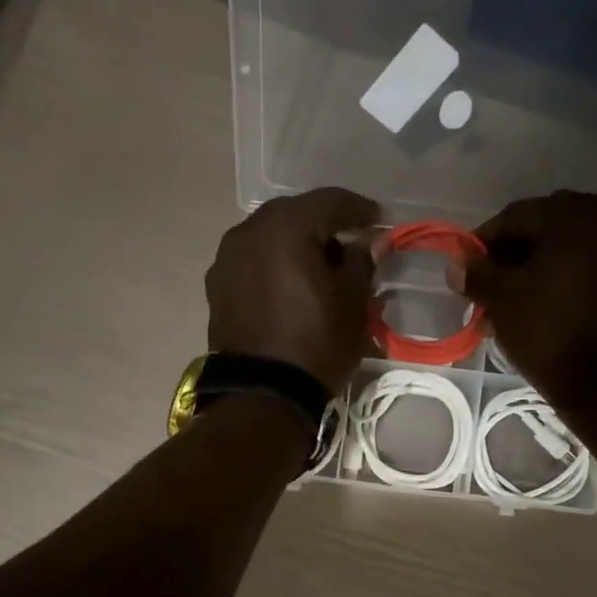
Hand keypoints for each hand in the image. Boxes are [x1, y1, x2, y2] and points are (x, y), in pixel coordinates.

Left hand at [206, 187, 380, 395]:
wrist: (262, 394)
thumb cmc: (316, 344)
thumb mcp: (352, 304)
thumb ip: (362, 263)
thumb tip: (372, 242)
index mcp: (286, 226)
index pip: (331, 202)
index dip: (360, 210)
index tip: (378, 221)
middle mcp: (249, 231)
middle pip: (295, 214)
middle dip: (324, 226)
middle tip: (349, 245)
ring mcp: (227, 258)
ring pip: (270, 237)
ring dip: (296, 245)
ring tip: (319, 268)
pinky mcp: (217, 286)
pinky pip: (253, 261)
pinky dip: (274, 265)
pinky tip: (290, 286)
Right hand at [457, 191, 596, 401]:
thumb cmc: (548, 333)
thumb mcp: (502, 301)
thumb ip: (476, 274)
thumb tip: (457, 264)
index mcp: (573, 216)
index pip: (515, 216)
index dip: (484, 243)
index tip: (467, 271)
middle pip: (547, 228)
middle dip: (515, 256)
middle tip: (492, 288)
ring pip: (572, 249)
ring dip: (541, 269)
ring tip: (517, 304)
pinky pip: (595, 268)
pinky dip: (569, 281)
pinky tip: (549, 309)